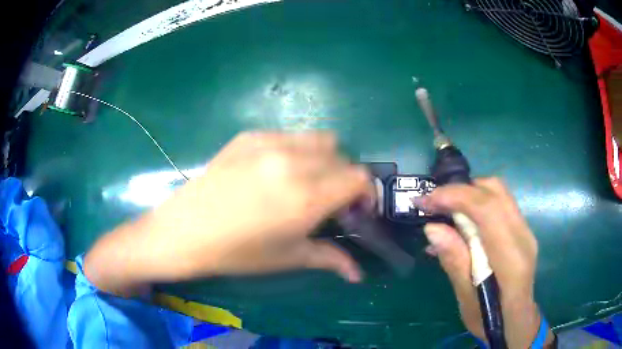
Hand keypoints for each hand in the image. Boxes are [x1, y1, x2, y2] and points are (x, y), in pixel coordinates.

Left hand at [84, 132, 374, 294]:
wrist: (185, 231)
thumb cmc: (238, 253)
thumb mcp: (288, 258)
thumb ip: (331, 259)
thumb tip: (359, 274)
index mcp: (307, 196)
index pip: (359, 177)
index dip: (365, 193)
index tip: (356, 210)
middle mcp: (293, 162)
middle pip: (342, 156)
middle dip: (345, 178)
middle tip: (329, 200)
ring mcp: (269, 143)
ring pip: (319, 139)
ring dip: (324, 159)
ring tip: (305, 181)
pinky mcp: (249, 136)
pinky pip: (289, 135)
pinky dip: (296, 150)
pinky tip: (275, 171)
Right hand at [416, 178, 553, 347]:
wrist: (518, 322)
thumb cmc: (490, 320)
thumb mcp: (467, 301)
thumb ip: (455, 263)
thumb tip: (432, 228)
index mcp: (511, 259)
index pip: (488, 210)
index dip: (455, 197)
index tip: (425, 201)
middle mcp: (523, 236)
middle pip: (495, 191)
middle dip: (460, 190)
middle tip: (432, 205)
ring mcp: (525, 230)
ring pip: (498, 192)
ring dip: (468, 194)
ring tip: (443, 212)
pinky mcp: (521, 230)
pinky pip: (499, 203)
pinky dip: (476, 203)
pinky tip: (460, 223)